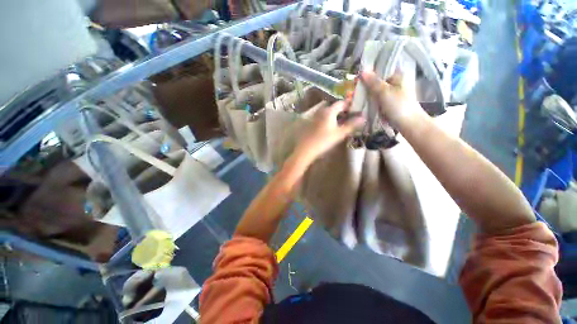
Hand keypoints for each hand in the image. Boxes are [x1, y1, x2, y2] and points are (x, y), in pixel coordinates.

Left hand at [293, 100, 363, 164]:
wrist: (305, 150)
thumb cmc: (323, 141)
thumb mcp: (339, 134)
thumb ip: (351, 125)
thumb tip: (363, 118)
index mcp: (329, 111)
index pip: (341, 103)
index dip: (350, 105)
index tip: (356, 110)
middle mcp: (321, 111)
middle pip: (334, 107)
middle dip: (342, 111)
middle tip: (350, 117)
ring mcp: (314, 117)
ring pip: (327, 113)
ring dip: (335, 115)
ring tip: (341, 122)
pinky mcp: (310, 124)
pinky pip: (321, 118)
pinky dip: (328, 120)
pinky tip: (330, 128)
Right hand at [360, 70, 422, 127]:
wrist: (407, 124)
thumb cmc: (398, 106)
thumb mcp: (384, 92)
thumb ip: (373, 82)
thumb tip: (363, 70)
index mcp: (398, 74)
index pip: (383, 67)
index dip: (370, 69)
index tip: (359, 75)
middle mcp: (396, 81)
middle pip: (378, 78)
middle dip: (367, 82)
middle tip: (356, 86)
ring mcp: (392, 91)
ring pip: (377, 88)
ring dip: (368, 91)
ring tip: (357, 93)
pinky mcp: (389, 101)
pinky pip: (377, 96)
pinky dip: (371, 98)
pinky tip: (363, 100)